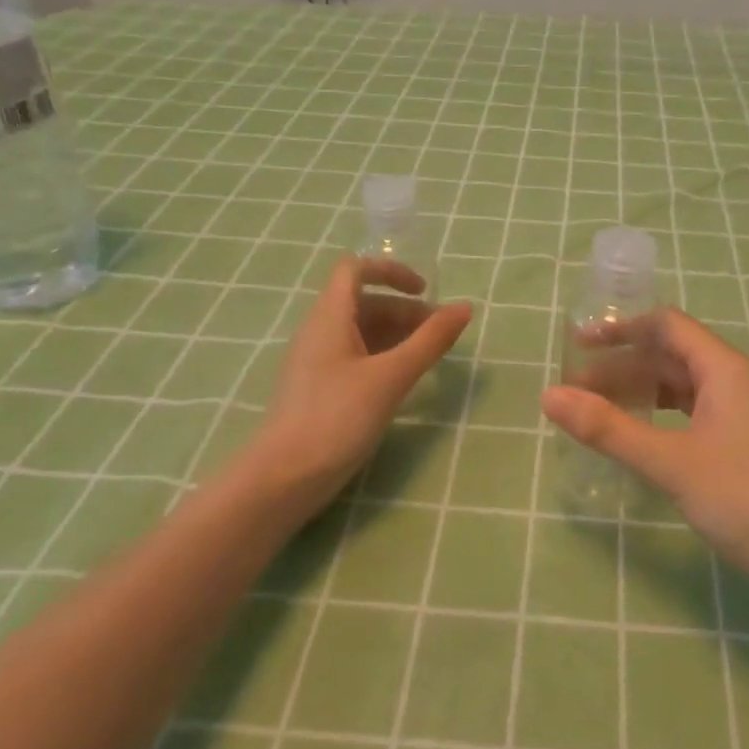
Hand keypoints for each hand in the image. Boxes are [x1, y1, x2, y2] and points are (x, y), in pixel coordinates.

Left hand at [257, 257, 471, 516]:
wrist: (283, 479)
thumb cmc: (337, 418)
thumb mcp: (391, 377)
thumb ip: (430, 341)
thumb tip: (465, 308)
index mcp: (330, 317)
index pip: (356, 269)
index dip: (391, 271)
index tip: (424, 293)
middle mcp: (319, 331)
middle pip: (365, 303)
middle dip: (405, 311)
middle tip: (440, 336)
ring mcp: (317, 362)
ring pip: (361, 332)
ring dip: (397, 335)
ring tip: (429, 358)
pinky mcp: (319, 389)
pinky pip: (355, 357)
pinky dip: (383, 358)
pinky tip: (402, 382)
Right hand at [542, 308, 748, 615]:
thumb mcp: (672, 463)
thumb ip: (610, 429)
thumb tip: (548, 396)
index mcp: (723, 369)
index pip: (666, 325)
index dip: (621, 329)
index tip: (578, 346)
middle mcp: (734, 381)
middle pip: (670, 356)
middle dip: (622, 367)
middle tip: (576, 391)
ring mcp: (743, 414)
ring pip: (682, 388)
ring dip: (640, 393)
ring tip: (599, 413)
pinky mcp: (746, 445)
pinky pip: (694, 414)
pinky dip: (661, 418)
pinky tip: (642, 439)